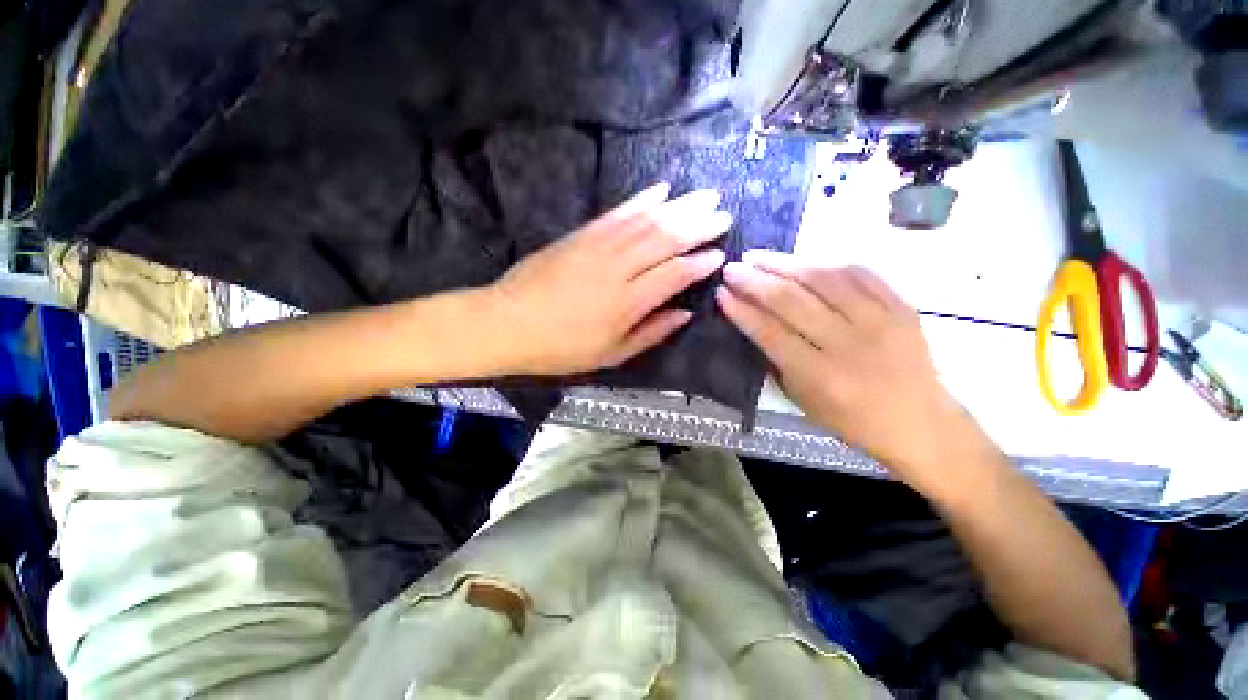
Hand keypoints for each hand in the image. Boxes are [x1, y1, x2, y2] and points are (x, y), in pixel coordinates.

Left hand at [484, 182, 731, 375]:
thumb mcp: (612, 354)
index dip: (700, 263)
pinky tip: (661, 189)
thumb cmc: (563, 347)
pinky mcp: (581, 234)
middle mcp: (619, 268)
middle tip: (724, 214)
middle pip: (666, 239)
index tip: (720, 255)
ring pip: (647, 221)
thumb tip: (686, 313)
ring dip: (679, 206)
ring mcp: (598, 246)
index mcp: (629, 302)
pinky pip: (618, 212)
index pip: (675, 274)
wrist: (509, 323)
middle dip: (699, 225)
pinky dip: (642, 199)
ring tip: (705, 195)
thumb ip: (653, 332)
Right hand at [717, 250, 988, 492]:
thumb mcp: (803, 401)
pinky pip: (860, 273)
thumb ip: (777, 361)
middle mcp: (849, 344)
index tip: (721, 293)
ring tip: (758, 256)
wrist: (921, 423)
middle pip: (792, 300)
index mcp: (821, 376)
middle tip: (732, 268)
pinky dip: (825, 262)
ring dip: (784, 263)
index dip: (742, 310)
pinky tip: (803, 260)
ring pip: (823, 278)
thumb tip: (754, 322)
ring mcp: (880, 321)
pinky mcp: (901, 306)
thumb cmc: (853, 421)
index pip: (771, 332)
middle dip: (755, 280)